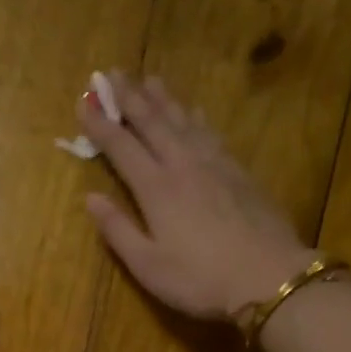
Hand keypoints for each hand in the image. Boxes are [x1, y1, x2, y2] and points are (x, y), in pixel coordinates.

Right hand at [77, 73, 313, 319]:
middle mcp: (183, 164)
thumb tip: (91, 198)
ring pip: (183, 120)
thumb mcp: (148, 266)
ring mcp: (215, 164)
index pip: (121, 147)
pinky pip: (211, 132)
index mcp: (156, 188)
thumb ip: (118, 230)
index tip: (83, 102)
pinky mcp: (239, 172)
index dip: (100, 124)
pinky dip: (196, 116)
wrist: (267, 277)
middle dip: (130, 97)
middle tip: (113, 72)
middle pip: (153, 122)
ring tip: (150, 79)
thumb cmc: (200, 279)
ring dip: (163, 99)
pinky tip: (194, 111)